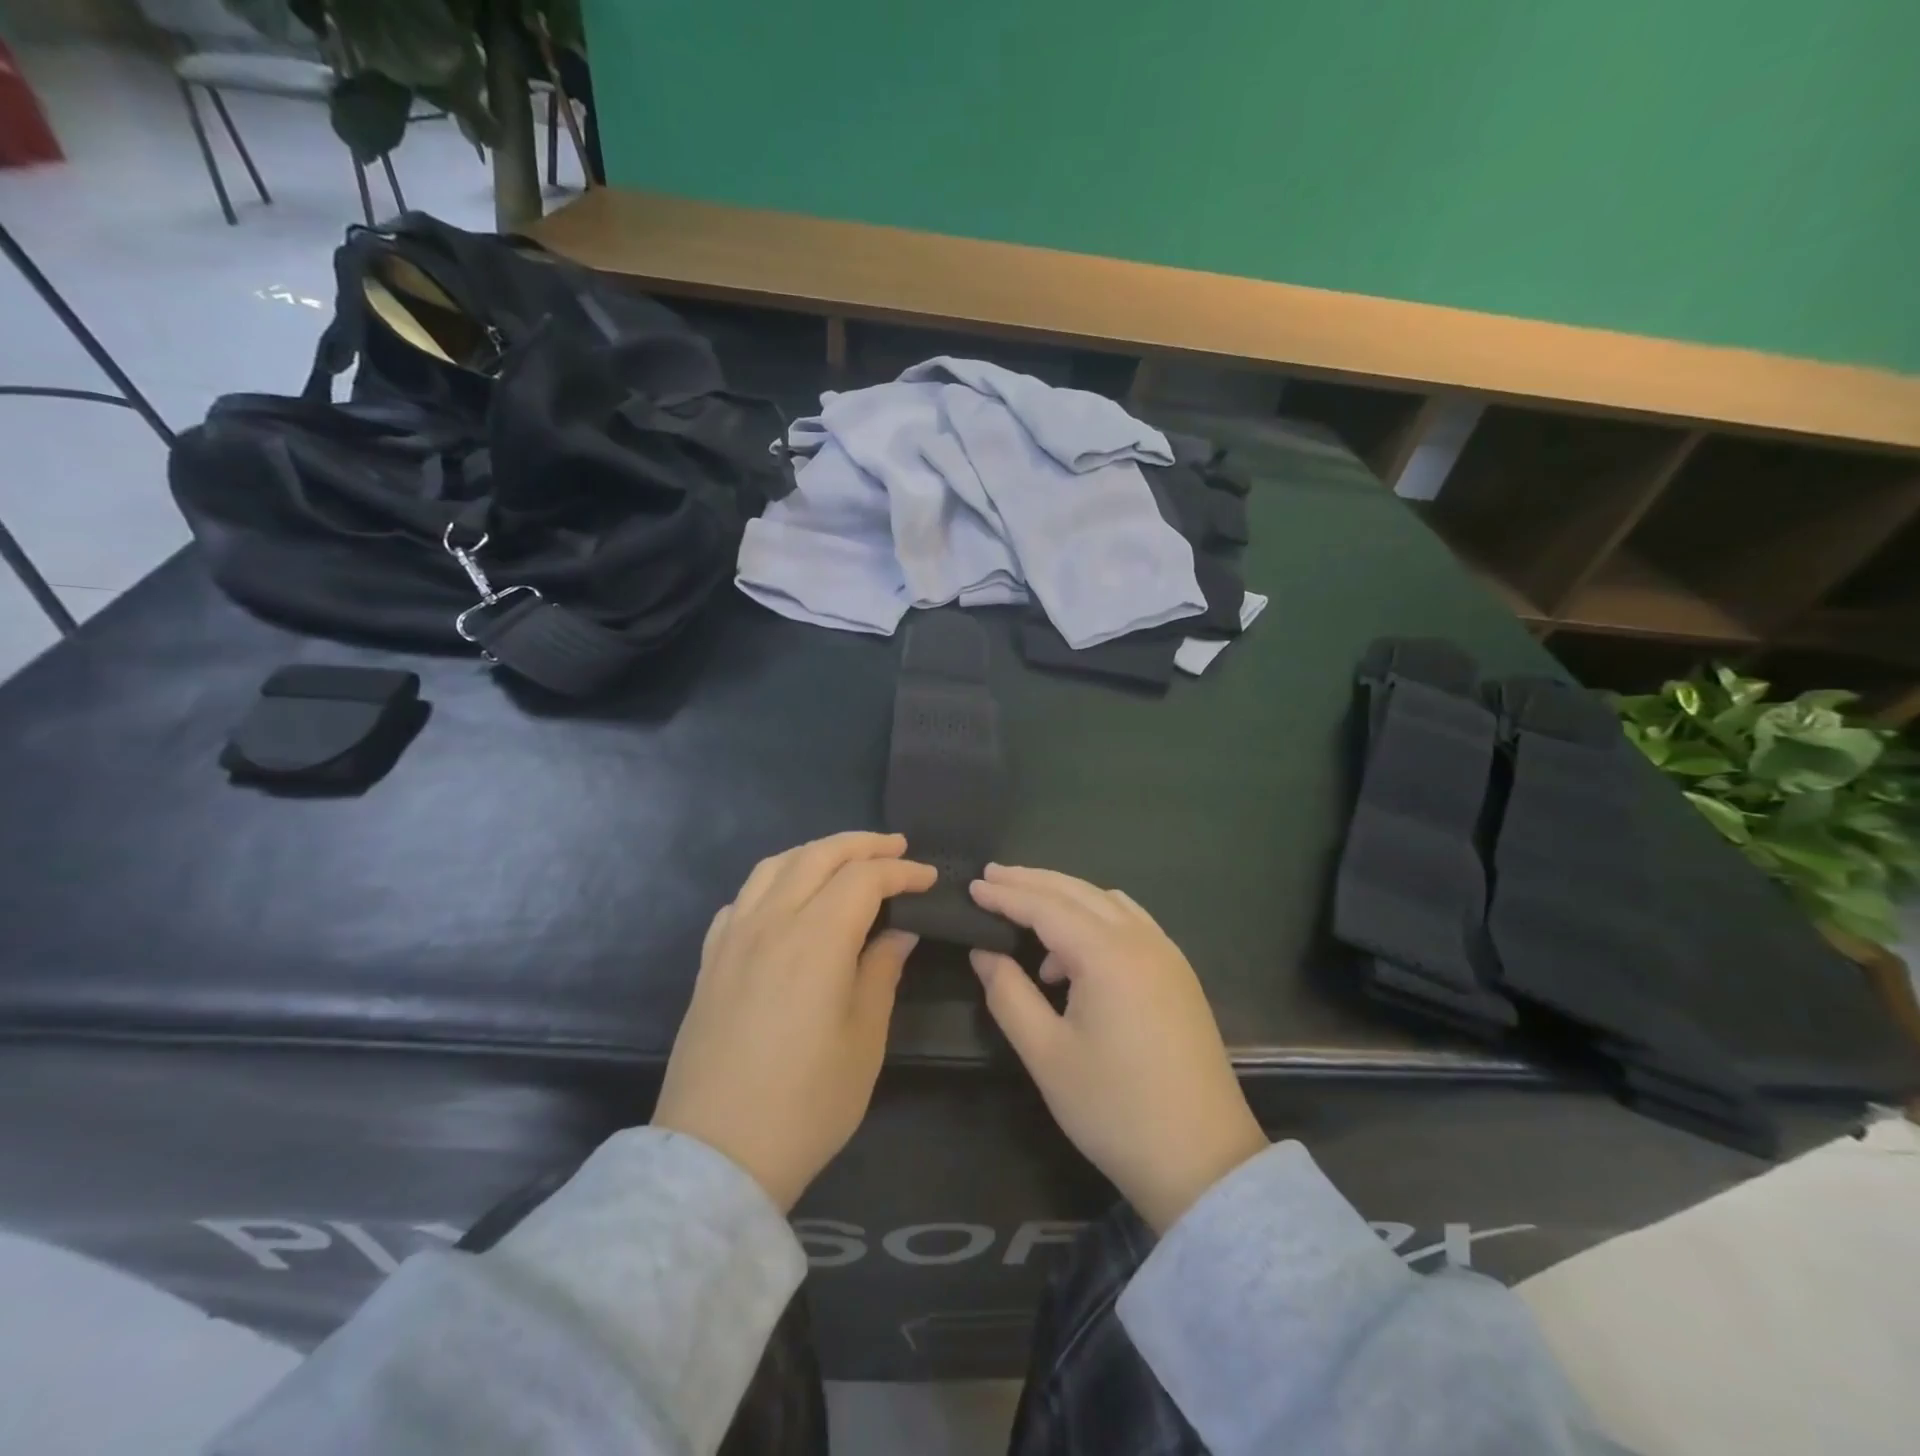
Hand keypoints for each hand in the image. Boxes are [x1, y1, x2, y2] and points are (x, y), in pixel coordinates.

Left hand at [653, 832, 935, 1211]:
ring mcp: (733, 937)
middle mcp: (771, 922)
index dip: (901, 871)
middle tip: (896, 847)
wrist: (715, 1154)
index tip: (929, 878)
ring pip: (775, 866)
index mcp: (816, 939)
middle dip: (863, 844)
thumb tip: (898, 931)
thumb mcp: (864, 1040)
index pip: (864, 879)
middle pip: (818, 856)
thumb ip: (881, 972)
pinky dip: (774, 880)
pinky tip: (786, 898)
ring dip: (816, 852)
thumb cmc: (806, 1103)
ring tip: (845, 860)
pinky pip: (743, 897)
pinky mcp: (710, 959)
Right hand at [969, 865, 1267, 1234]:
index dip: (1006, 894)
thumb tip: (984, 952)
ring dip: (1065, 896)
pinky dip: (1096, 917)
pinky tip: (1077, 948)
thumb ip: (1008, 994)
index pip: (1046, 906)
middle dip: (1032, 881)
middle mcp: (1141, 939)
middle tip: (992, 877)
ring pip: (1106, 902)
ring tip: (1027, 913)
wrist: (1202, 1160)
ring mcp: (1166, 953)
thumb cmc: (1114, 1109)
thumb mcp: (1046, 1055)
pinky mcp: (1178, 973)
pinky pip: (1130, 921)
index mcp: (1107, 955)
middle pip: (1077, 892)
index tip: (972, 886)